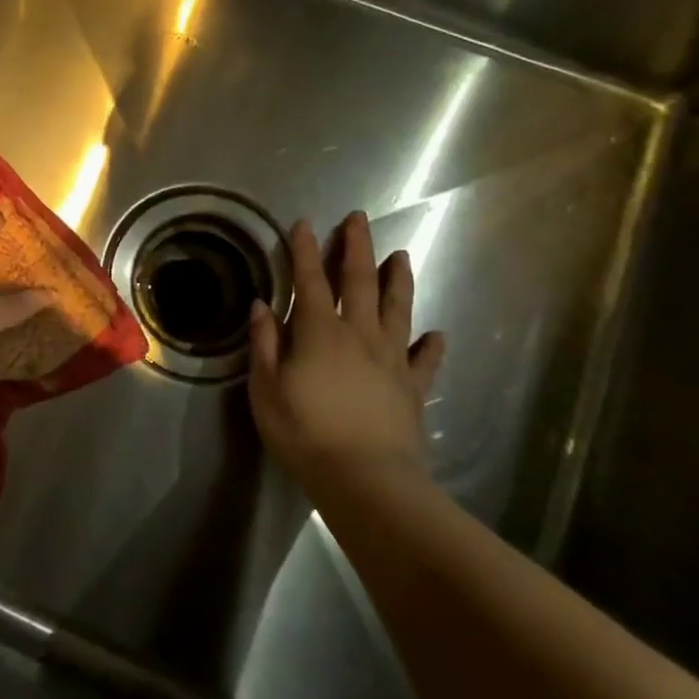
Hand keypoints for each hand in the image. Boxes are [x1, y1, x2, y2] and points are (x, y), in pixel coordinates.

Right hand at [249, 212, 445, 490]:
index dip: (305, 251)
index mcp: (319, 332)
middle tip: (359, 219)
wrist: (365, 479)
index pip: (310, 281)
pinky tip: (436, 334)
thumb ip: (264, 344)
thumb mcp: (266, 389)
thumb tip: (262, 305)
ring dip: (398, 280)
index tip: (304, 223)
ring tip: (401, 256)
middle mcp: (359, 335)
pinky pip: (425, 360)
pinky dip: (431, 345)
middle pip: (359, 282)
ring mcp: (391, 360)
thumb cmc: (304, 433)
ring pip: (397, 309)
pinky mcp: (412, 388)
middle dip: (357, 248)